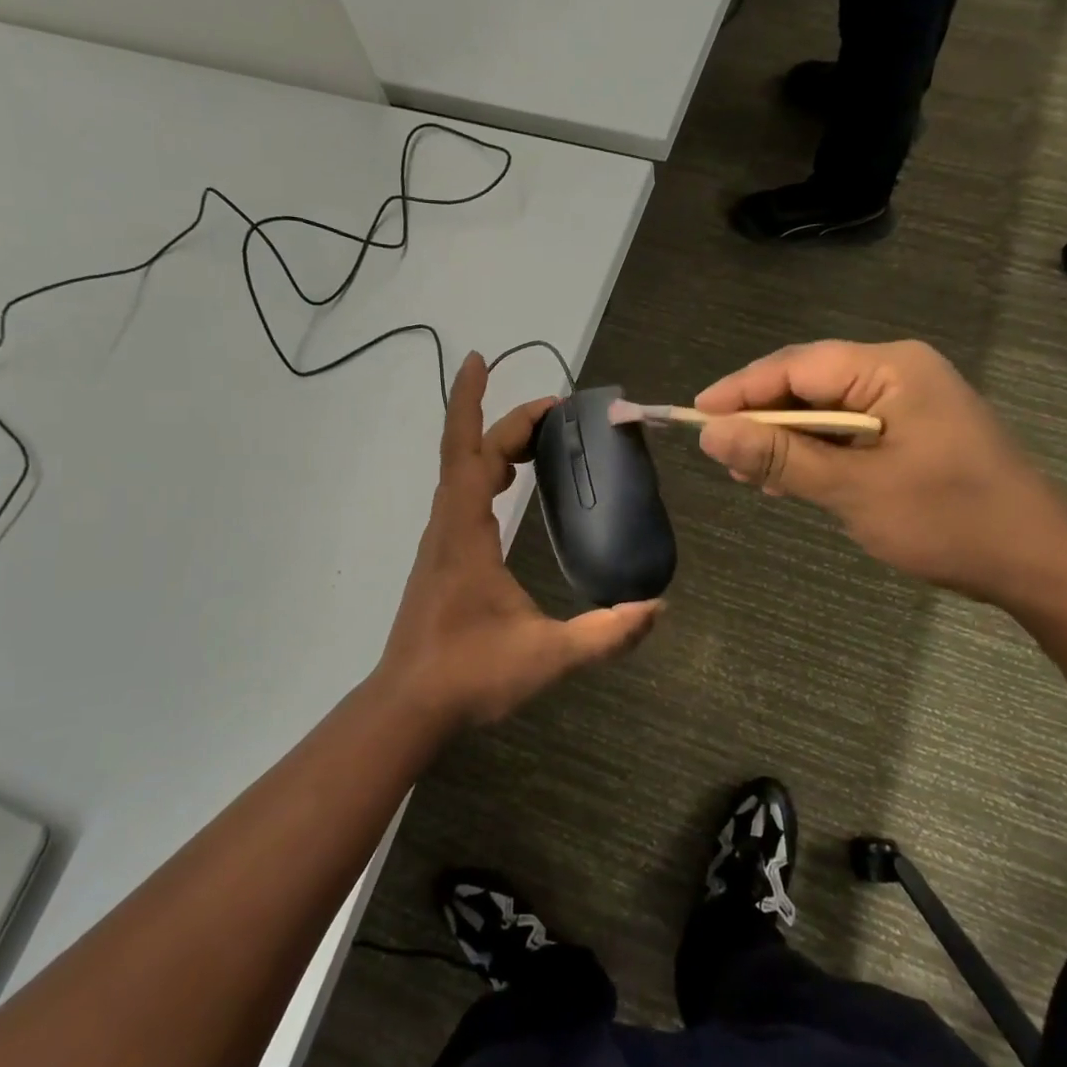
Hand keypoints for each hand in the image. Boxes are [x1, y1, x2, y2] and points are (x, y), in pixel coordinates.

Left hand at [377, 352, 660, 725]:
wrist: (408, 707)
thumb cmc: (470, 675)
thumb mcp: (547, 655)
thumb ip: (606, 634)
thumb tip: (658, 608)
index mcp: (465, 533)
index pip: (467, 451)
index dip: (474, 403)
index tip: (479, 359)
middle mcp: (446, 527)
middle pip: (468, 454)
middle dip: (506, 423)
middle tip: (555, 412)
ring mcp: (439, 543)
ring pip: (461, 475)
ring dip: (494, 447)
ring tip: (536, 440)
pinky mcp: (441, 561)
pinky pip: (460, 498)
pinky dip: (484, 475)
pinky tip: (508, 489)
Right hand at [695, 340, 1066, 603]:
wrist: (1039, 563)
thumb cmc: (948, 521)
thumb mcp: (854, 490)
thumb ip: (781, 458)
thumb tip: (710, 434)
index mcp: (891, 369)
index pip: (796, 366)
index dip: (741, 390)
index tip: (694, 415)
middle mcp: (899, 372)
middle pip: (808, 383)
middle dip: (761, 416)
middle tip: (719, 451)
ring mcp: (909, 401)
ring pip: (824, 409)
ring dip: (785, 439)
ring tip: (748, 474)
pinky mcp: (913, 431)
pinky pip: (848, 430)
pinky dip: (816, 453)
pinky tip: (790, 482)